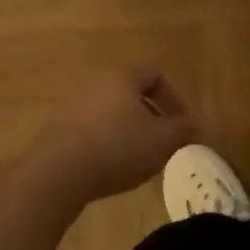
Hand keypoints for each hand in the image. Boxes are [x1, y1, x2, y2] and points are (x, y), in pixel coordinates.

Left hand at [25, 67, 196, 207]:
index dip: (173, 96)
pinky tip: (111, 170)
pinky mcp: (56, 133)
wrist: (57, 175)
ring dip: (128, 133)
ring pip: (110, 115)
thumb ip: (183, 129)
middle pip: (130, 95)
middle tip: (163, 143)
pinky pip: (91, 133)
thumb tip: (192, 125)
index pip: (153, 74)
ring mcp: (71, 108)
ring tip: (139, 161)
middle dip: (152, 118)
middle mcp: (94, 86)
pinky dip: (106, 146)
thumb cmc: (117, 148)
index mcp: (121, 79)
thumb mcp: (163, 140)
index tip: (182, 123)